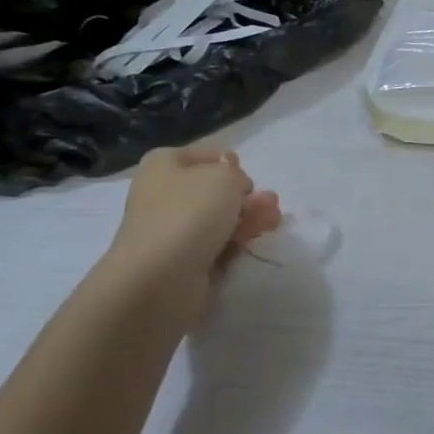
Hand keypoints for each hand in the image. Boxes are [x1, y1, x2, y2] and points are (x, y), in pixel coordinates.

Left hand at [104, 146, 280, 316]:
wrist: (159, 277)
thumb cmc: (190, 214)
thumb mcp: (225, 177)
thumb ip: (237, 174)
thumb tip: (235, 188)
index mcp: (164, 165)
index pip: (205, 156)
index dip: (231, 164)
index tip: (247, 177)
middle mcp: (164, 194)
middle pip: (215, 189)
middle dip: (246, 196)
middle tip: (272, 203)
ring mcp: (172, 228)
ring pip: (219, 218)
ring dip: (249, 218)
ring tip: (273, 222)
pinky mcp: (183, 259)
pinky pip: (216, 244)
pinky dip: (236, 242)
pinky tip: (252, 243)